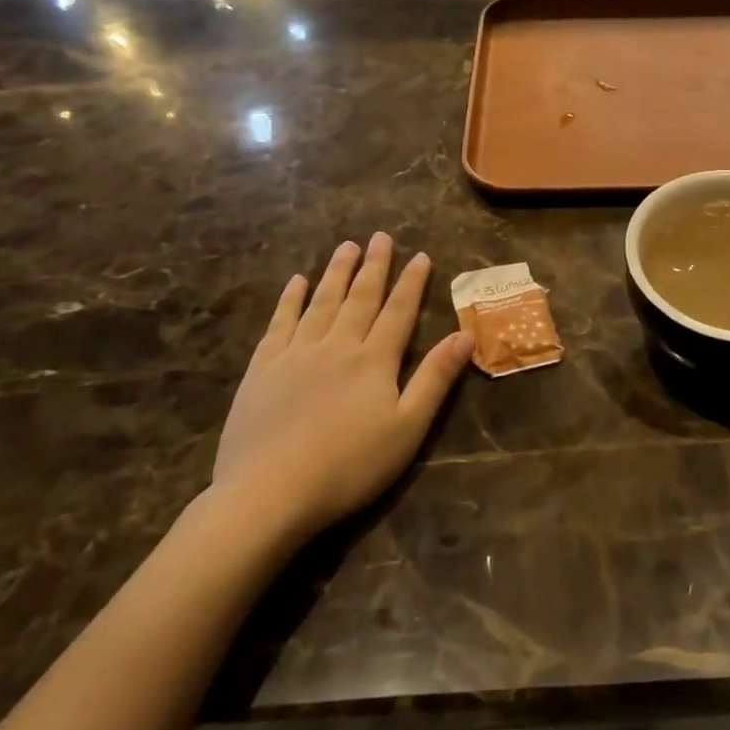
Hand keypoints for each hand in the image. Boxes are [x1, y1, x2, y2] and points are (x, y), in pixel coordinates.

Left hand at [209, 234, 471, 540]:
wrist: (269, 493)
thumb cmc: (349, 466)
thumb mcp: (407, 428)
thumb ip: (435, 378)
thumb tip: (466, 335)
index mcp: (374, 360)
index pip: (399, 311)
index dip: (411, 282)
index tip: (420, 255)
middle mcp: (337, 345)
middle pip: (360, 297)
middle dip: (374, 266)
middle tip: (380, 236)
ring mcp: (296, 353)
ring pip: (322, 302)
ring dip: (336, 272)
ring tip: (346, 246)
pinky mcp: (263, 368)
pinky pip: (280, 322)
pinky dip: (290, 299)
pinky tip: (296, 282)